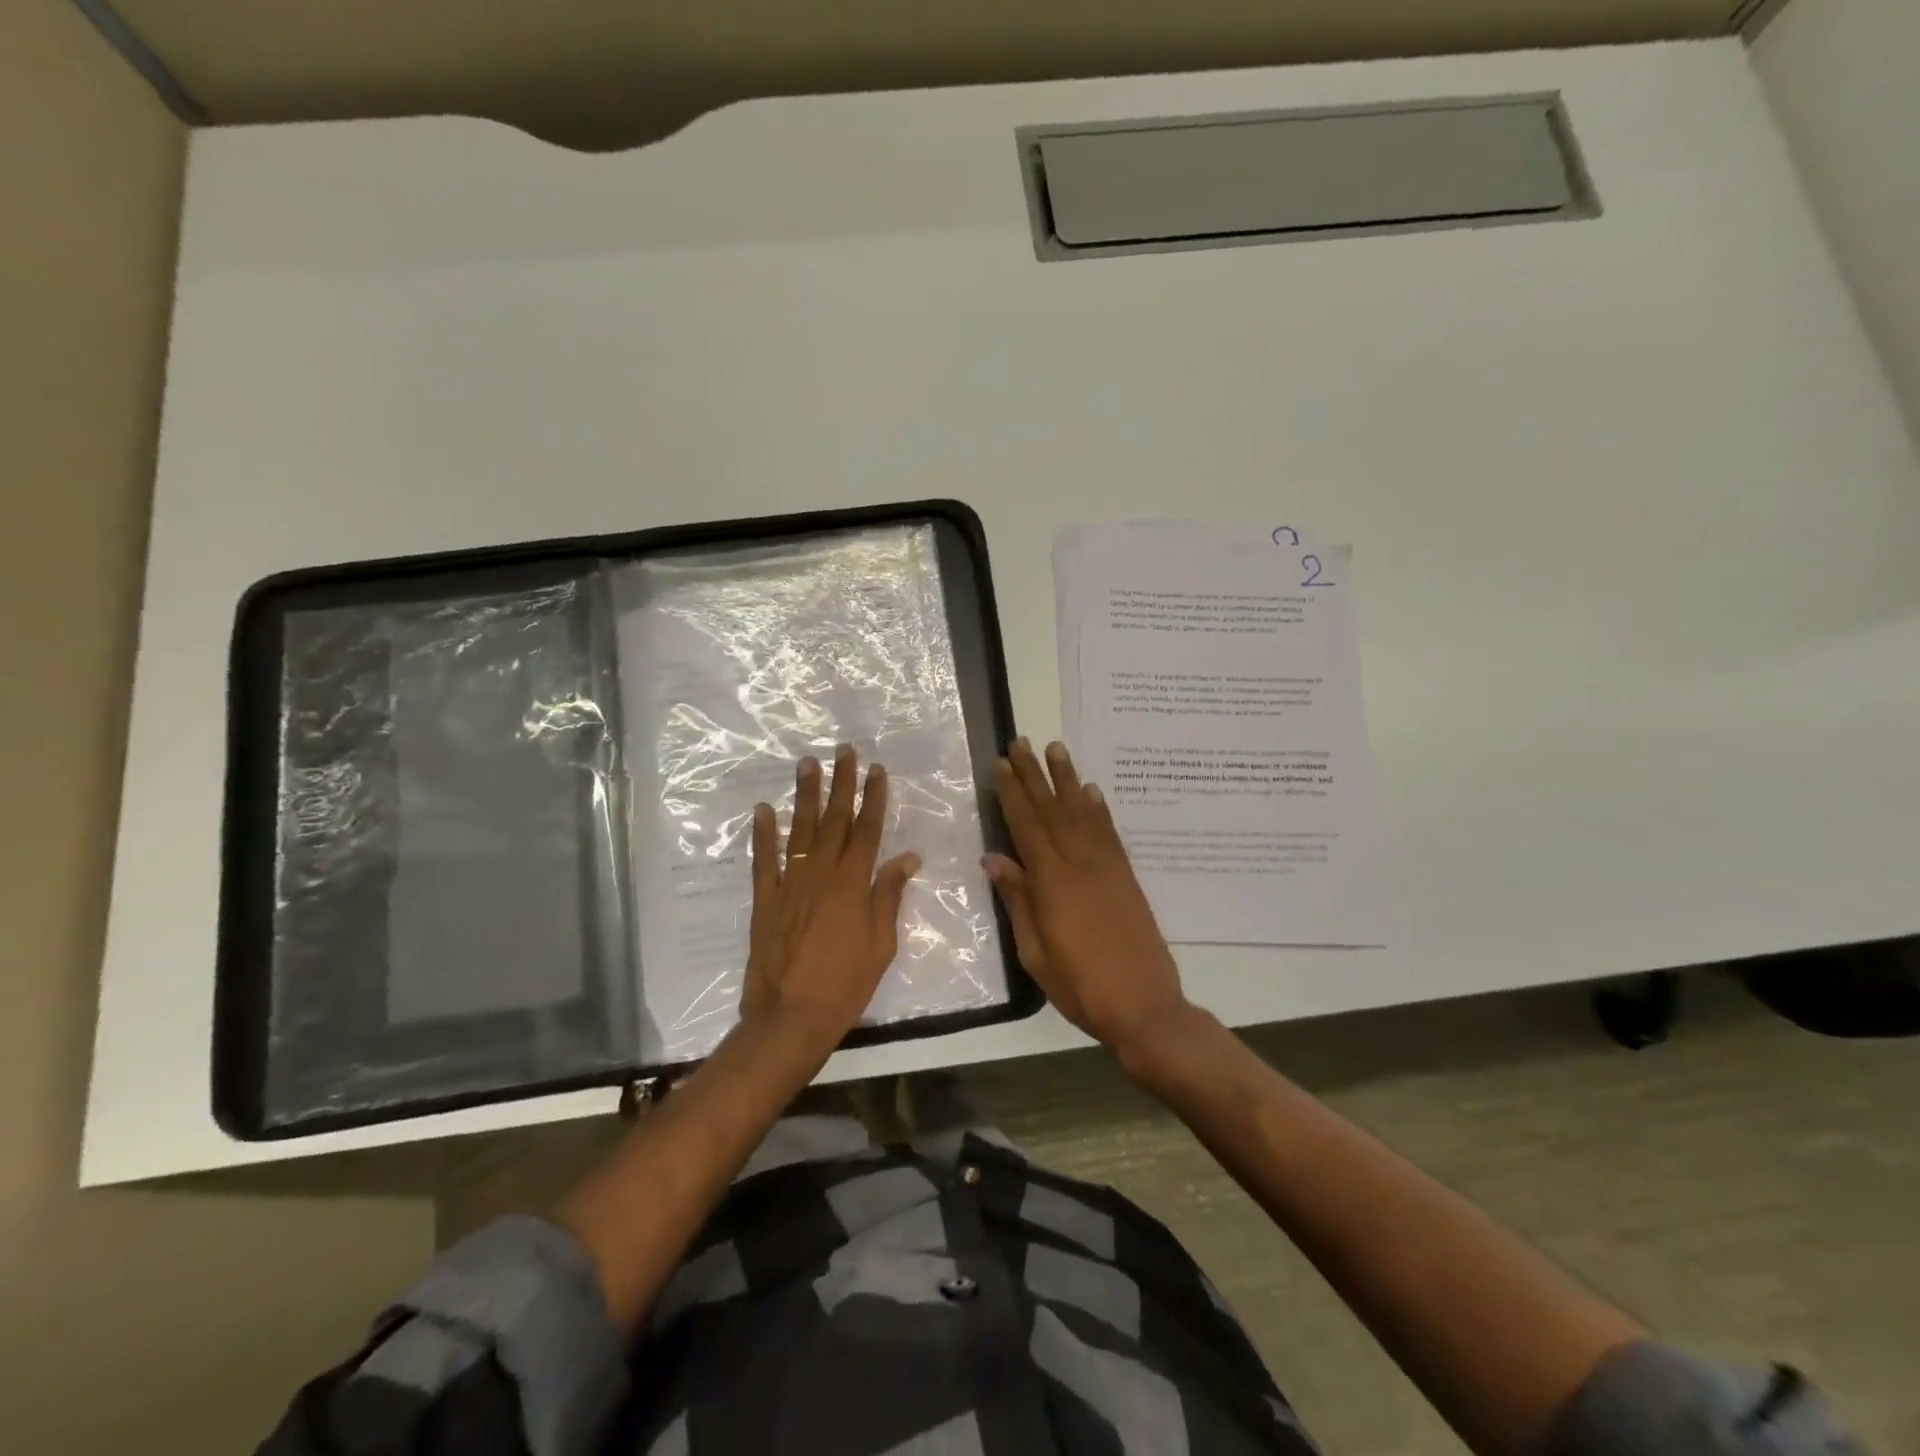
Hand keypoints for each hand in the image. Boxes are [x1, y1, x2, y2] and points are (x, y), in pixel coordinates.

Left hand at [740, 745, 921, 1054]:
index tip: (876, 770)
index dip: (873, 798)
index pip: (867, 830)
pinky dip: (762, 834)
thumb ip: (889, 896)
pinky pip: (763, 860)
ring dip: (804, 796)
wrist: (790, 1017)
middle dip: (840, 783)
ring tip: (807, 764)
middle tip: (842, 751)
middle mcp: (821, 874)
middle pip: (834, 820)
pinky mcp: (764, 900)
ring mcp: (789, 884)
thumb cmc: (845, 985)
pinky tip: (763, 810)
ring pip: (798, 830)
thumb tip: (907, 858)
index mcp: (853, 884)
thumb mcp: (881, 944)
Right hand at [985, 739, 1196, 1066]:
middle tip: (1021, 742)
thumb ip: (1017, 900)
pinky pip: (1109, 832)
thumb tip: (994, 859)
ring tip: (1056, 748)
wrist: (1144, 1005)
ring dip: (1067, 779)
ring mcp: (1107, 866)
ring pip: (1083, 812)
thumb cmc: (1080, 985)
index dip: (1012, 793)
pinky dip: (1098, 808)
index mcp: (1053, 881)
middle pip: (1052, 809)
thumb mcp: (1035, 951)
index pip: (1027, 825)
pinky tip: (1091, 791)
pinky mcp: (1126, 875)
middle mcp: (1080, 863)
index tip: (1001, 765)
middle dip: (1034, 774)